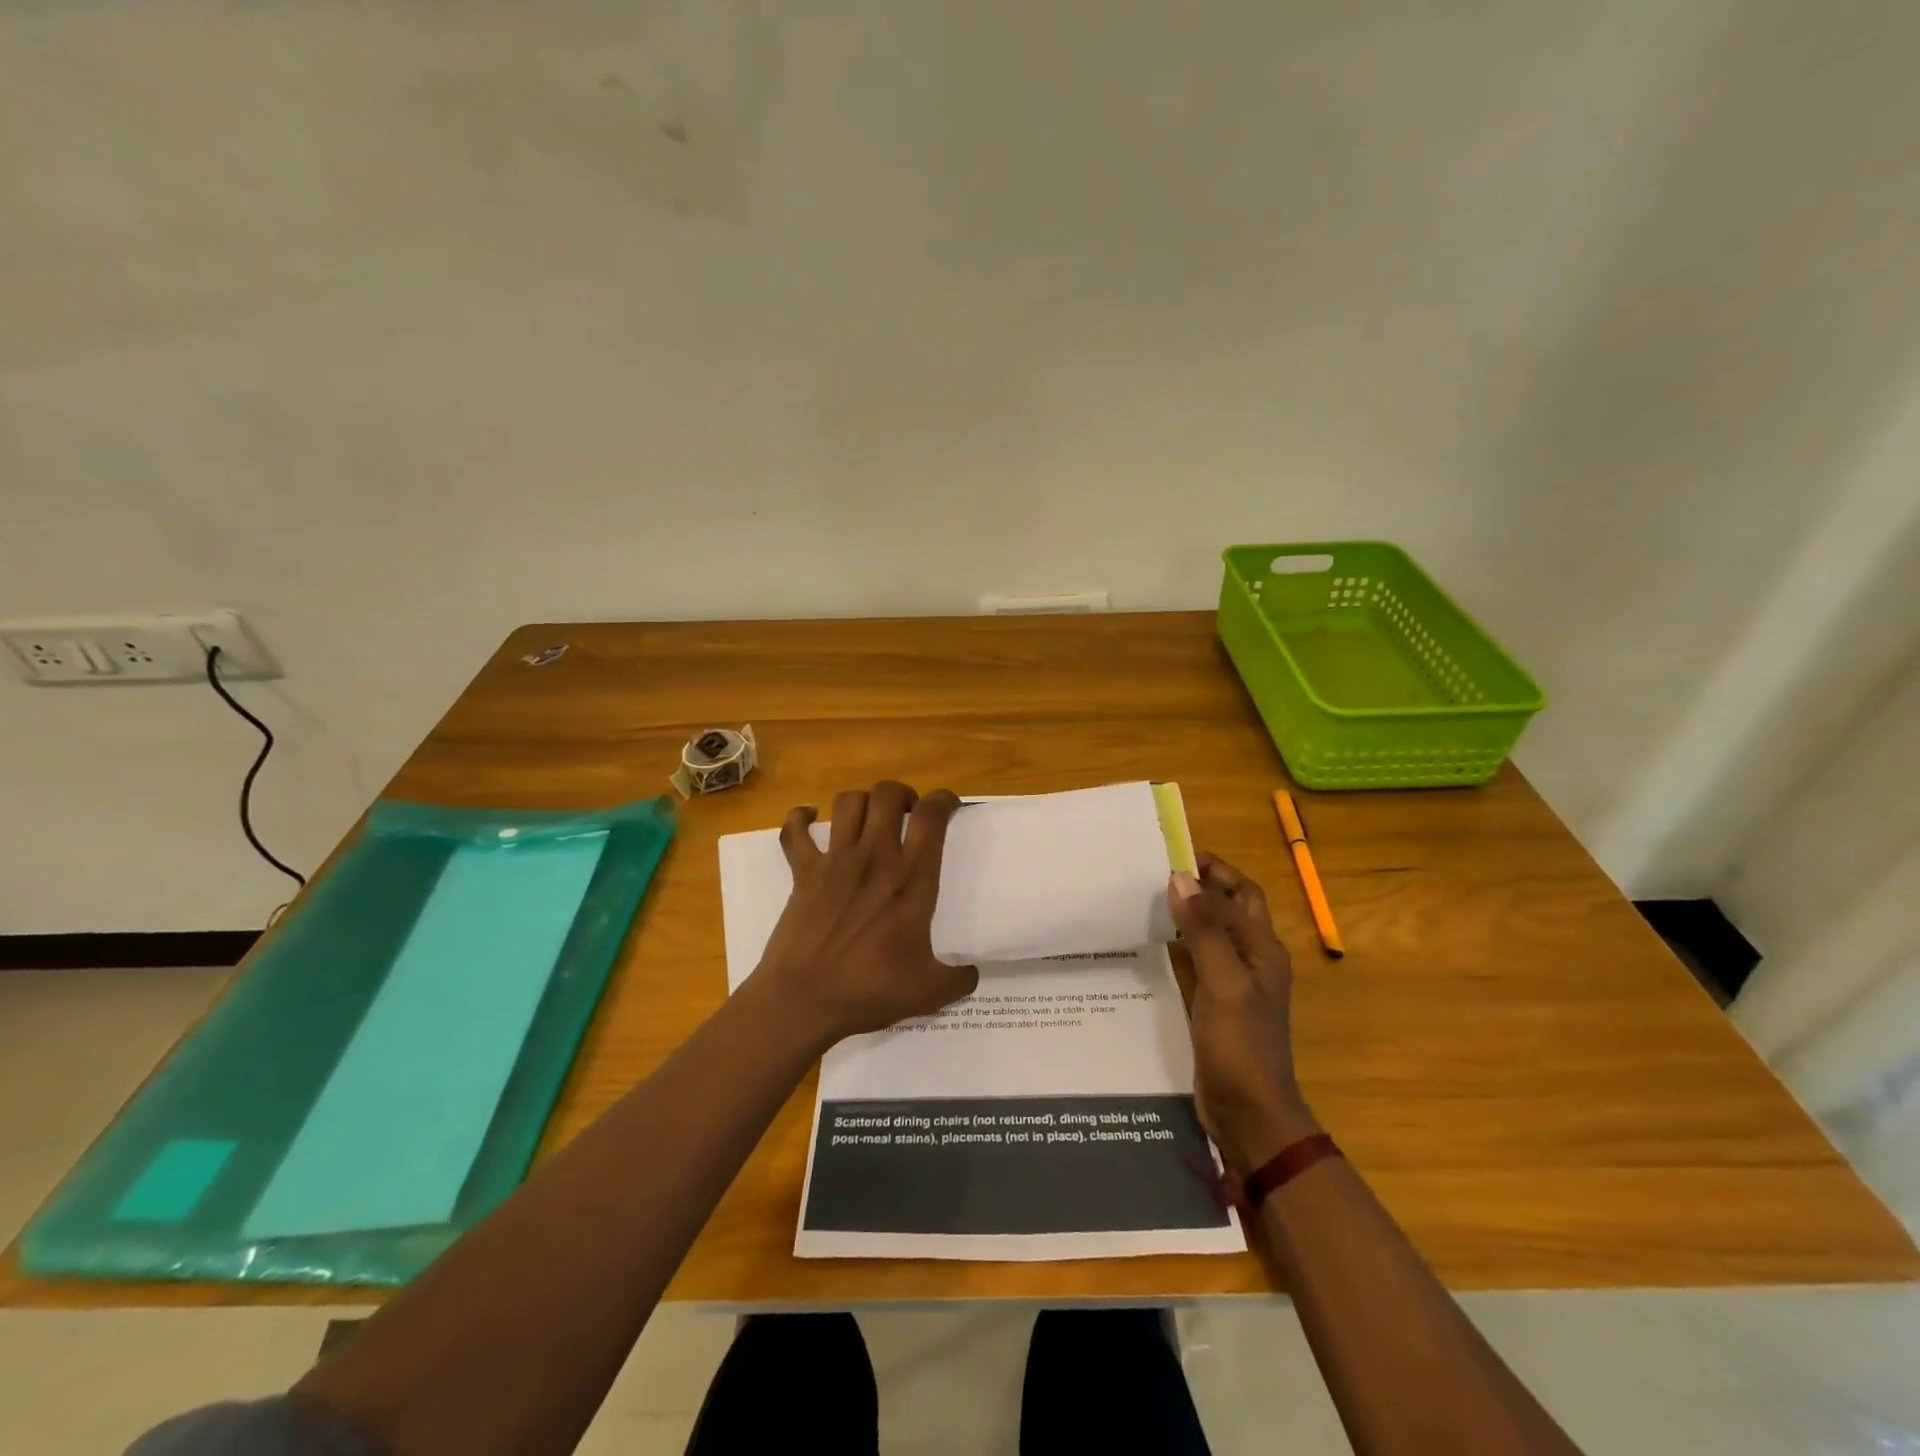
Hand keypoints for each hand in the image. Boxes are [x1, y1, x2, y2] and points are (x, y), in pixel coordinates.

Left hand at [747, 781, 978, 1048]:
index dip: (943, 800)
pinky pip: (794, 831)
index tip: (949, 807)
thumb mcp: (927, 993)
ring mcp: (835, 861)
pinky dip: (800, 818)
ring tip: (869, 817)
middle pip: (887, 795)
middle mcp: (875, 858)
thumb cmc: (868, 991)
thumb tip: (973, 973)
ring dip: (861, 801)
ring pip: (847, 802)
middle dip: (901, 794)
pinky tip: (809, 820)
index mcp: (911, 879)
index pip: (931, 817)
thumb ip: (958, 980)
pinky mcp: (803, 872)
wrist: (803, 1000)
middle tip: (907, 813)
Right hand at [1169, 853, 1317, 1171]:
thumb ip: (1204, 931)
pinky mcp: (1217, 1004)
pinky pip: (1199, 960)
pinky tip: (1152, 945)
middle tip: (1160, 873)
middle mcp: (1253, 960)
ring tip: (1150, 900)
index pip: (1241, 893)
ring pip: (1214, 933)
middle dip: (1204, 886)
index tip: (1174, 853)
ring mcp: (1236, 984)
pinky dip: (1180, 944)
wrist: (1250, 1114)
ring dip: (1190, 914)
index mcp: (1263, 949)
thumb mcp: (1223, 983)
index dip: (1214, 870)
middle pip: (1232, 909)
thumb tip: (1180, 878)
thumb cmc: (1241, 1046)